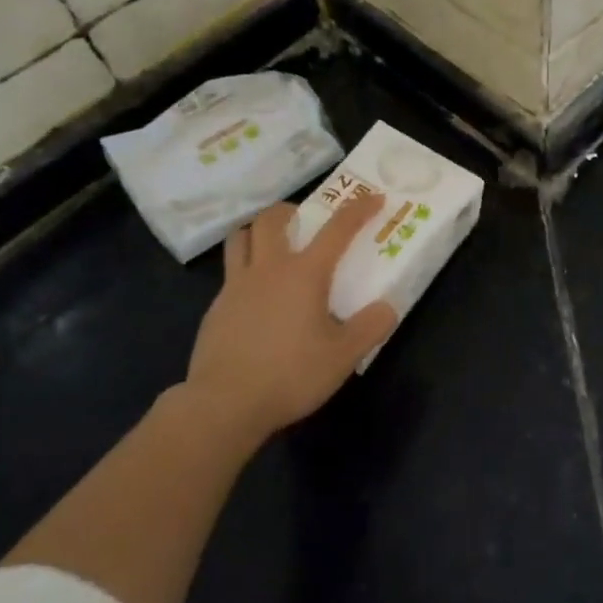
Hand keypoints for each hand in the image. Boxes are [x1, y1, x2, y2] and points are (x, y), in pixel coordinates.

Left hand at [182, 195, 397, 446]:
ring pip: (241, 238)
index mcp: (304, 273)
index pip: (337, 229)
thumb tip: (387, 307)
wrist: (223, 405)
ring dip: (258, 231)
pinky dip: (246, 269)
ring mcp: (236, 287)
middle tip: (305, 219)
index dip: (359, 209)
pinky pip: (230, 273)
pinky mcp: (216, 309)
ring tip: (273, 244)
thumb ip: (370, 327)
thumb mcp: (343, 356)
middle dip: (292, 210)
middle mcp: (268, 269)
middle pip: (272, 219)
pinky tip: (257, 298)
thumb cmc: (290, 375)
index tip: (374, 197)